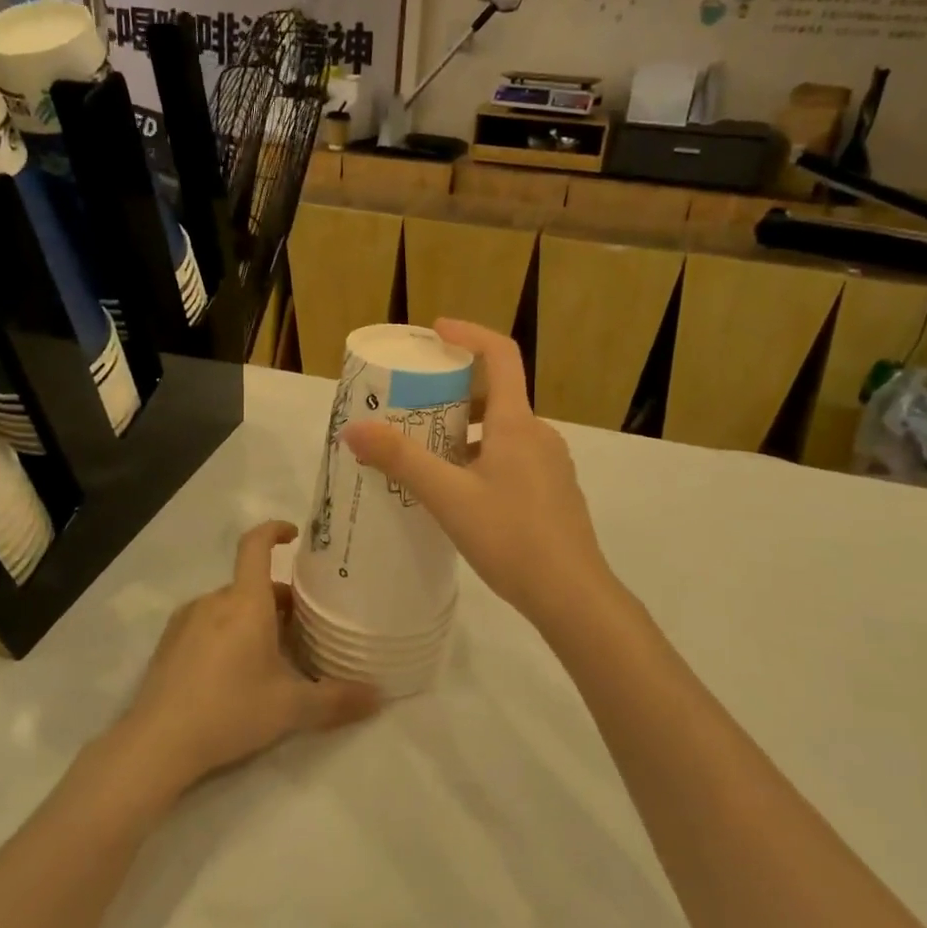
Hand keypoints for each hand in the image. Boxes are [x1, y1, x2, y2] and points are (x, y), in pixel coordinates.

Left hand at [118, 521, 380, 789]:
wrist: (157, 743)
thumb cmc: (230, 710)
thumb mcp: (291, 708)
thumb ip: (337, 700)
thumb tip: (380, 697)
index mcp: (245, 602)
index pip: (256, 545)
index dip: (274, 530)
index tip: (293, 534)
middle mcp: (214, 601)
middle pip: (251, 585)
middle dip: (279, 600)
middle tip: (302, 630)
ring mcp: (186, 621)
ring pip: (229, 606)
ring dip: (252, 619)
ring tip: (270, 656)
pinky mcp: (168, 644)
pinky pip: (206, 624)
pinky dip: (226, 633)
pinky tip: (233, 673)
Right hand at [342, 320, 613, 631]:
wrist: (572, 595)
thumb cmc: (511, 537)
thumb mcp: (448, 497)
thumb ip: (401, 460)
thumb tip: (353, 429)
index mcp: (517, 423)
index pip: (500, 355)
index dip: (468, 334)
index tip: (436, 332)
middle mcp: (538, 434)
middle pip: (498, 394)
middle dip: (456, 393)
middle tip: (415, 406)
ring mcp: (551, 465)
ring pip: (504, 431)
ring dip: (467, 432)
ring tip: (428, 455)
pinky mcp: (553, 492)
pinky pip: (513, 458)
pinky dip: (483, 458)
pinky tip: (460, 493)